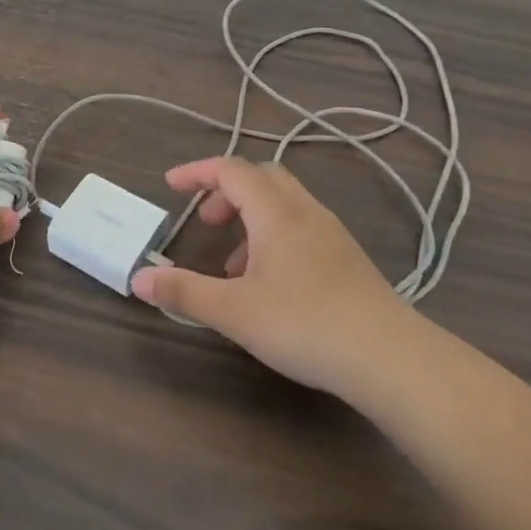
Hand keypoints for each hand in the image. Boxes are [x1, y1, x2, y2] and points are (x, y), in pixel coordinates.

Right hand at [133, 157, 412, 395]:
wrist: (392, 359)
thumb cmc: (305, 325)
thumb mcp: (234, 311)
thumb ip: (184, 291)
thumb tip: (139, 278)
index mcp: (275, 213)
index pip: (231, 170)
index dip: (197, 172)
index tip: (170, 185)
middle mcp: (305, 212)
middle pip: (262, 177)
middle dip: (227, 191)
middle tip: (205, 222)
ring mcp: (332, 234)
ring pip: (284, 203)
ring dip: (251, 217)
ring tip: (233, 264)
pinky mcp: (348, 259)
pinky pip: (302, 227)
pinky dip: (274, 236)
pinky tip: (270, 283)